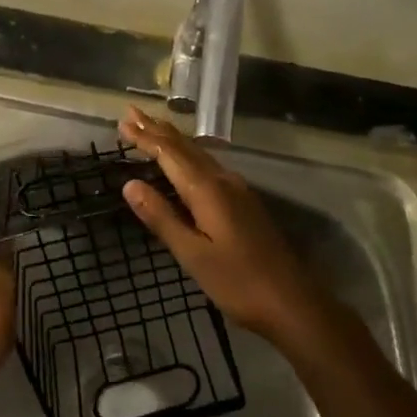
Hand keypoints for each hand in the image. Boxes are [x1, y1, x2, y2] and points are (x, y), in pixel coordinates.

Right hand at [118, 107, 329, 344]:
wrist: (293, 303)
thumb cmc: (239, 283)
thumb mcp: (193, 256)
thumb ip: (162, 217)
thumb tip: (129, 184)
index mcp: (207, 190)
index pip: (169, 154)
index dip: (145, 137)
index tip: (123, 121)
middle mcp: (222, 180)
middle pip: (184, 147)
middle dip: (157, 129)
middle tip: (132, 113)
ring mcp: (236, 189)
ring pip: (198, 154)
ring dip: (172, 139)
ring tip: (152, 127)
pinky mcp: (244, 201)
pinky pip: (208, 164)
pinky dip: (188, 154)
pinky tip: (185, 159)